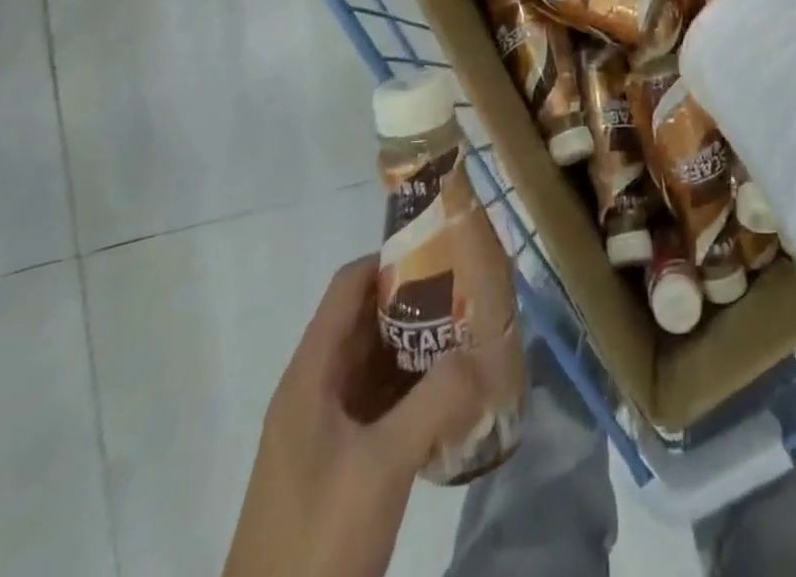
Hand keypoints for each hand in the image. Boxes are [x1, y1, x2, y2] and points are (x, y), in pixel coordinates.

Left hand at [223, 256, 482, 576]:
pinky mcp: (338, 463)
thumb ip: (437, 400)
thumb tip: (484, 352)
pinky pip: (382, 404)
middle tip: (474, 296)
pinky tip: (456, 400)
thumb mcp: (382, 466)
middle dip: (420, 304)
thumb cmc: (316, 542)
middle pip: (369, 321)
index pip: (351, 285)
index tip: (447, 253)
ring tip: (475, 339)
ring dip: (422, 349)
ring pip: (378, 363)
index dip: (394, 260)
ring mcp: (325, 428)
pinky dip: (416, 392)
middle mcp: (315, 389)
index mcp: (311, 374)